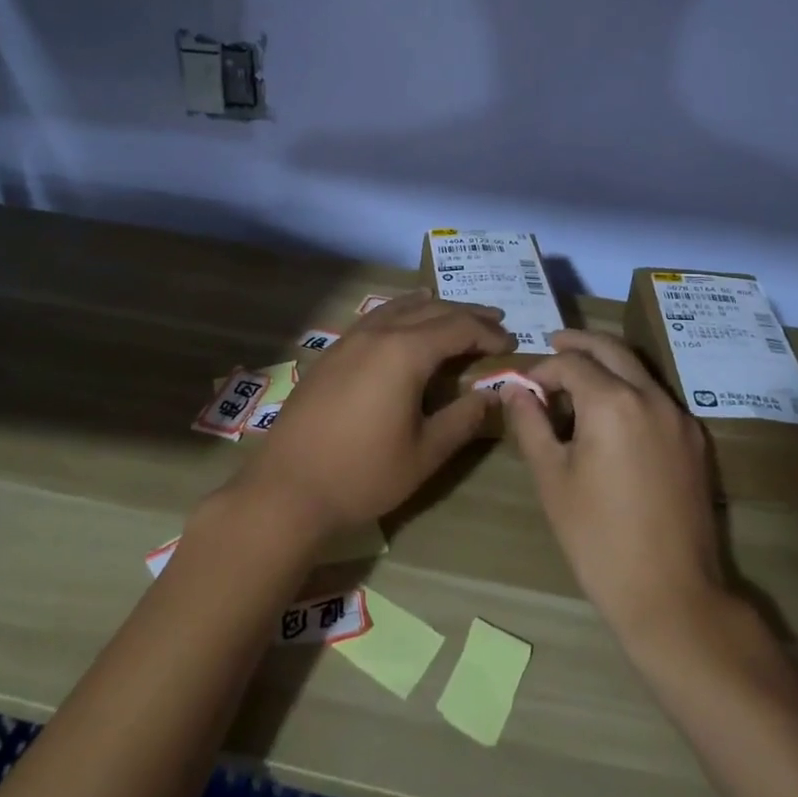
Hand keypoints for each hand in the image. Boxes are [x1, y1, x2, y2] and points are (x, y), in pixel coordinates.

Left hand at [228, 292, 513, 544]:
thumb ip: (463, 419)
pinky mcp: (332, 353)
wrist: (287, 489)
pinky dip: (400, 312)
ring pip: (400, 308)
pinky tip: (403, 320)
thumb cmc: (363, 474)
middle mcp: (379, 334)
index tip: (510, 344)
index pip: (458, 327)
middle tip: (495, 322)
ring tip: (455, 312)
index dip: (488, 333)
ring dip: (433, 307)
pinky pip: (376, 317)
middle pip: (431, 310)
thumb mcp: (425, 453)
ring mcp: (350, 340)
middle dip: (466, 314)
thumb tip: (494, 395)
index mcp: (405, 352)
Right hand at [503, 329, 726, 643]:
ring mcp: (679, 417)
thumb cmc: (598, 539)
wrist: (672, 596)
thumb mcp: (552, 479)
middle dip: (579, 343)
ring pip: (638, 369)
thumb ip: (531, 424)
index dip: (542, 369)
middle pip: (611, 349)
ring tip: (577, 377)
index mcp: (613, 402)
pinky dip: (630, 388)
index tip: (524, 387)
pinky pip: (656, 396)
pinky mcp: (694, 441)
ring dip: (606, 363)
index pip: (571, 363)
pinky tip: (611, 413)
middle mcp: (651, 397)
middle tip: (553, 344)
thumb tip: (514, 389)